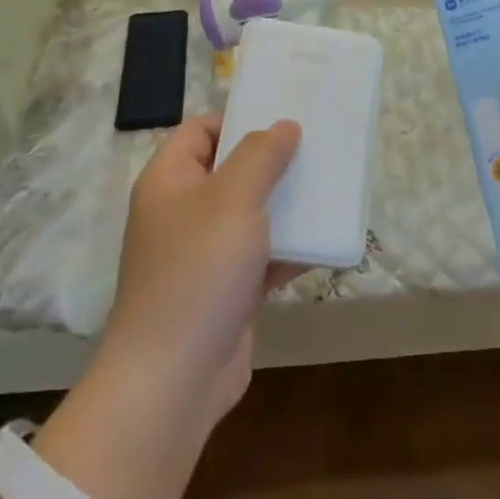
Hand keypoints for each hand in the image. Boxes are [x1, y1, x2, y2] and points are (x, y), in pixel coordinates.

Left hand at [103, 116, 301, 428]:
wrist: (174, 378)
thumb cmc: (199, 271)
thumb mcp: (233, 198)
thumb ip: (262, 155)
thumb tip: (284, 125)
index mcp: (169, 181)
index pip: (200, 131)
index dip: (238, 120)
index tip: (282, 121)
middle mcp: (182, 213)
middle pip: (230, 171)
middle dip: (273, 163)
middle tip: (316, 153)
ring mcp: (203, 255)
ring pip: (250, 216)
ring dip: (287, 207)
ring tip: (329, 191)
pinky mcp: (225, 291)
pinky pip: (261, 257)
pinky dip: (288, 251)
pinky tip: (324, 244)